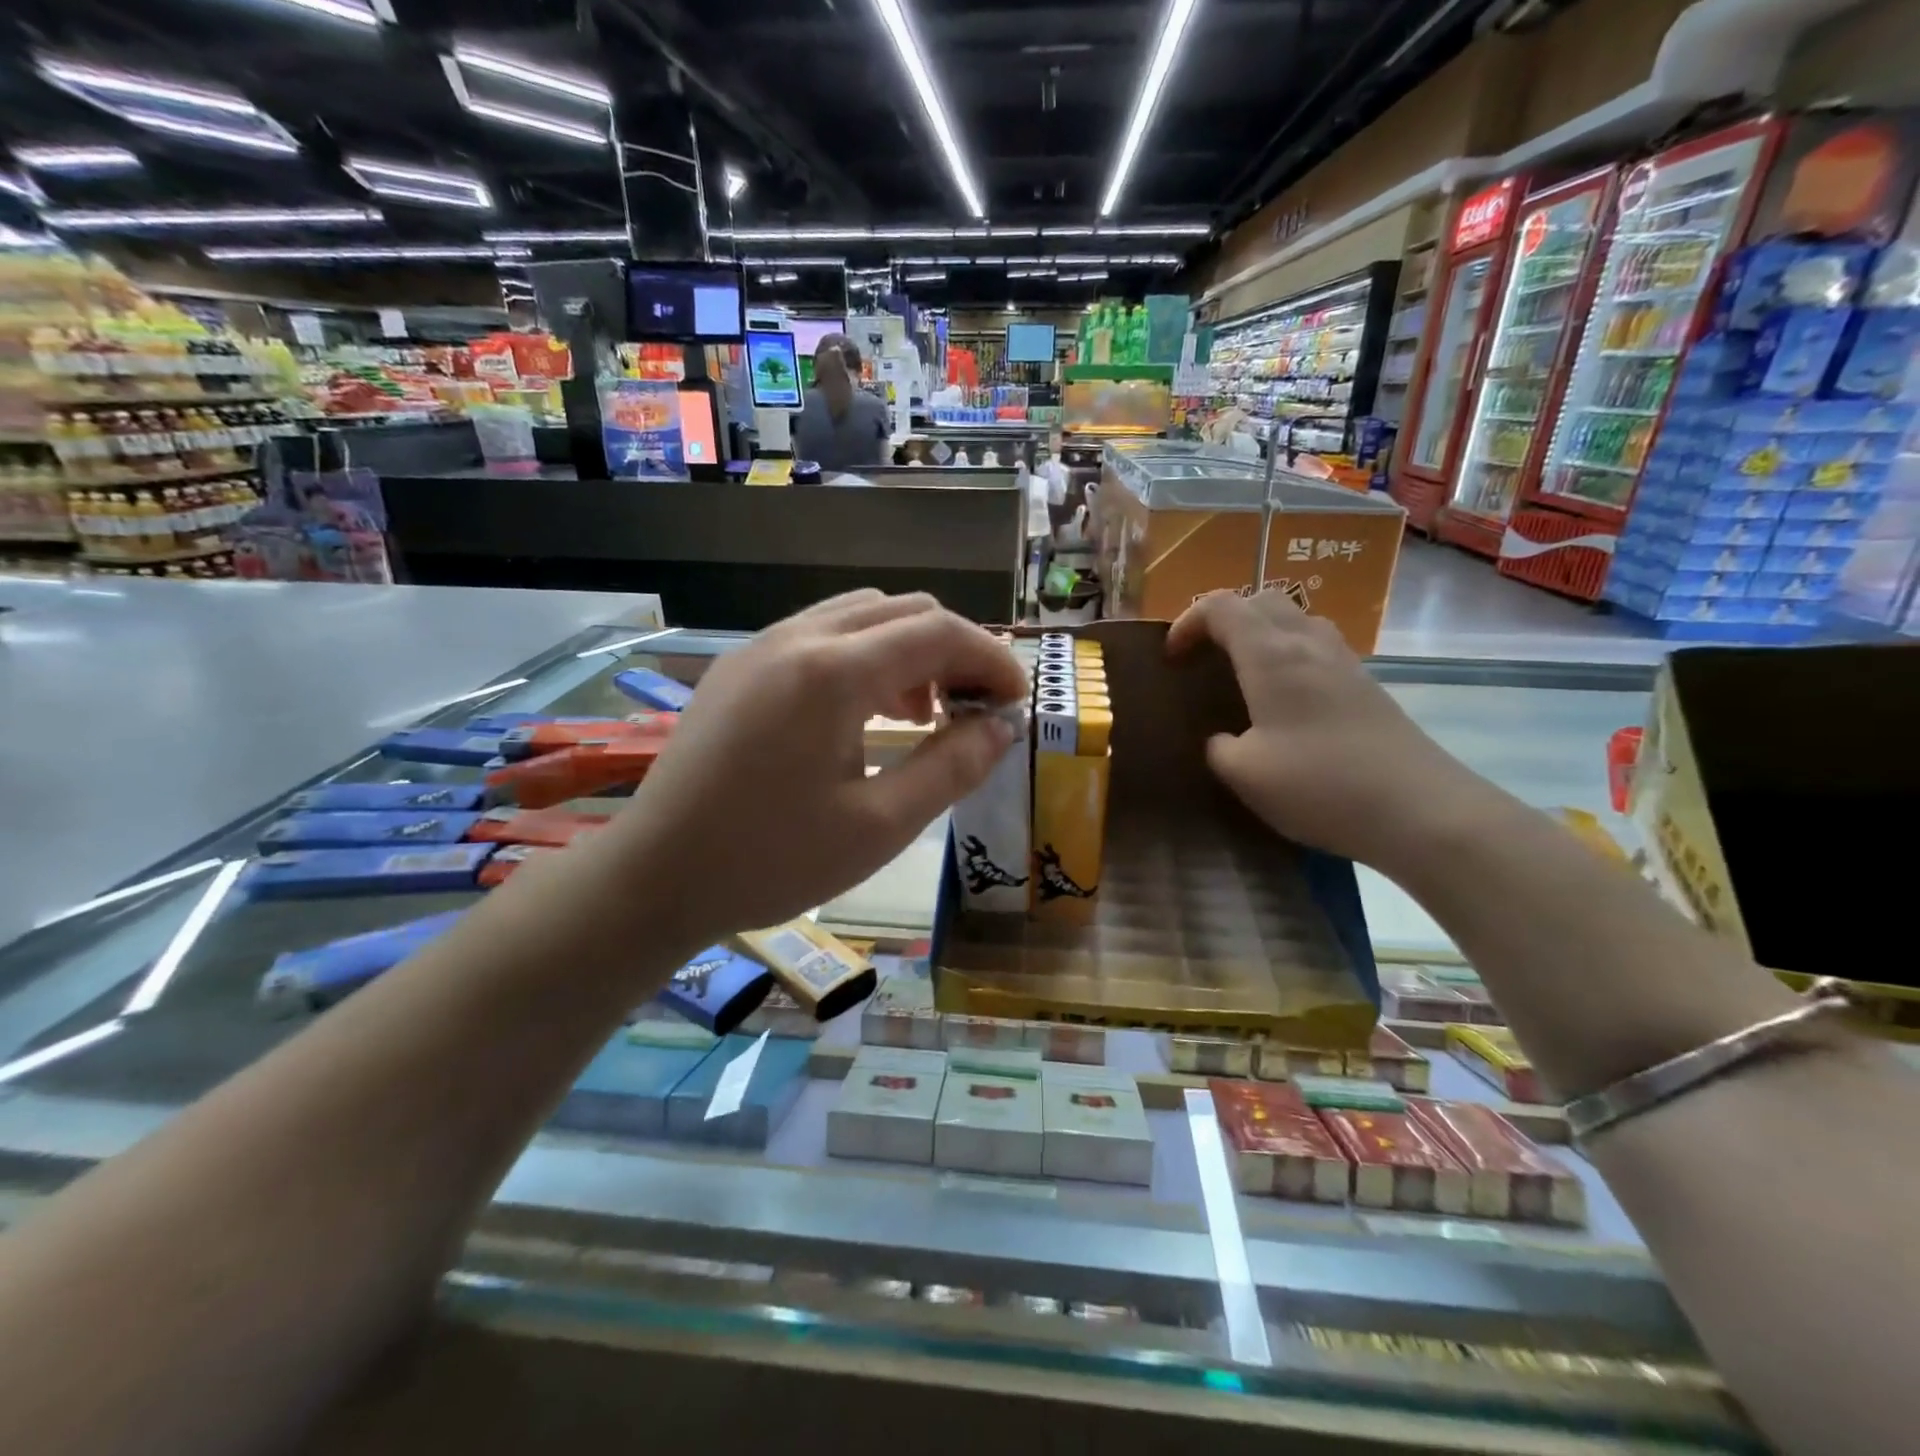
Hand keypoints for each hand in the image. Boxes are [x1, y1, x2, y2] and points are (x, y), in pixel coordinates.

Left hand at [607, 591, 1025, 944]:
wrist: (655, 877)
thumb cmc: (772, 861)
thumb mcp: (880, 826)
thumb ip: (951, 767)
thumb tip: (1001, 726)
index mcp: (833, 672)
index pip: (938, 632)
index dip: (991, 659)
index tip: (1016, 702)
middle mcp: (798, 637)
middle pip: (903, 609)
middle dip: (954, 649)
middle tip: (973, 710)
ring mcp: (761, 645)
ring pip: (860, 615)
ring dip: (908, 649)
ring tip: (921, 714)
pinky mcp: (740, 665)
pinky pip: (820, 634)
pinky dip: (864, 656)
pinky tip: (865, 712)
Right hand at [1167, 591, 1486, 869]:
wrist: (1419, 809)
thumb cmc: (1320, 784)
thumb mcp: (1244, 774)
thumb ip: (1218, 748)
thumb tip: (1223, 739)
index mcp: (1270, 655)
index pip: (1221, 606)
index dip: (1188, 622)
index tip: (1172, 658)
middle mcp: (1307, 643)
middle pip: (1261, 600)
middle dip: (1224, 619)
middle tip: (1205, 658)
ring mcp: (1343, 661)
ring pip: (1295, 620)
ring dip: (1261, 633)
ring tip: (1242, 674)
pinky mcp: (1366, 685)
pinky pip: (1317, 647)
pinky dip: (1289, 655)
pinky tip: (1285, 701)